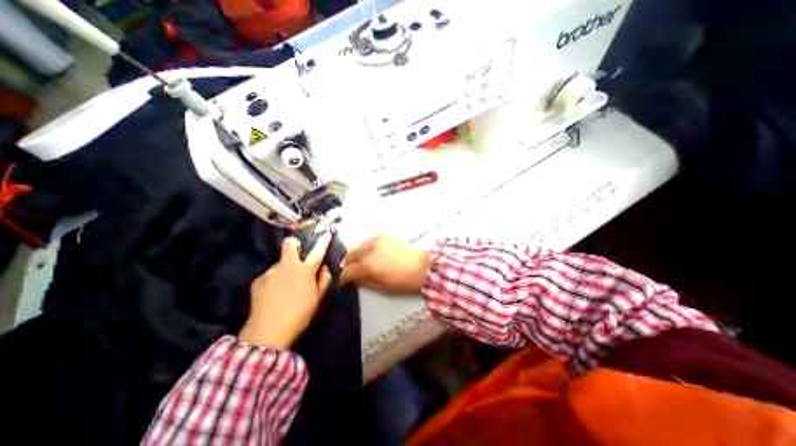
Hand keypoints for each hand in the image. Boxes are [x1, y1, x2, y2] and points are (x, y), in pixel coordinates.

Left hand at [240, 236, 333, 349]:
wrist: (268, 332)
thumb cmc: (300, 314)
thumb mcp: (318, 298)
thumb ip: (324, 280)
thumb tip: (324, 268)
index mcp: (305, 270)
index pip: (317, 251)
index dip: (323, 241)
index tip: (326, 233)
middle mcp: (287, 266)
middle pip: (289, 244)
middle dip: (294, 244)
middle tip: (297, 254)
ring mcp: (270, 272)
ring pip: (279, 263)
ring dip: (285, 269)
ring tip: (285, 287)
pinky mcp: (258, 281)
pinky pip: (270, 275)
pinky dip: (274, 280)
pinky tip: (273, 294)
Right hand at [341, 235, 429, 294]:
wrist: (421, 267)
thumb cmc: (402, 282)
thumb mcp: (381, 286)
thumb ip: (365, 281)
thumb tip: (355, 278)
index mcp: (367, 266)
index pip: (347, 271)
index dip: (344, 278)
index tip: (345, 282)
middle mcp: (368, 251)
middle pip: (350, 255)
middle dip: (348, 263)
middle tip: (351, 270)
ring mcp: (377, 241)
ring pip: (359, 245)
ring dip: (357, 253)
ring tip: (361, 260)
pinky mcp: (385, 236)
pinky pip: (371, 241)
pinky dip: (368, 247)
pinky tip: (373, 253)